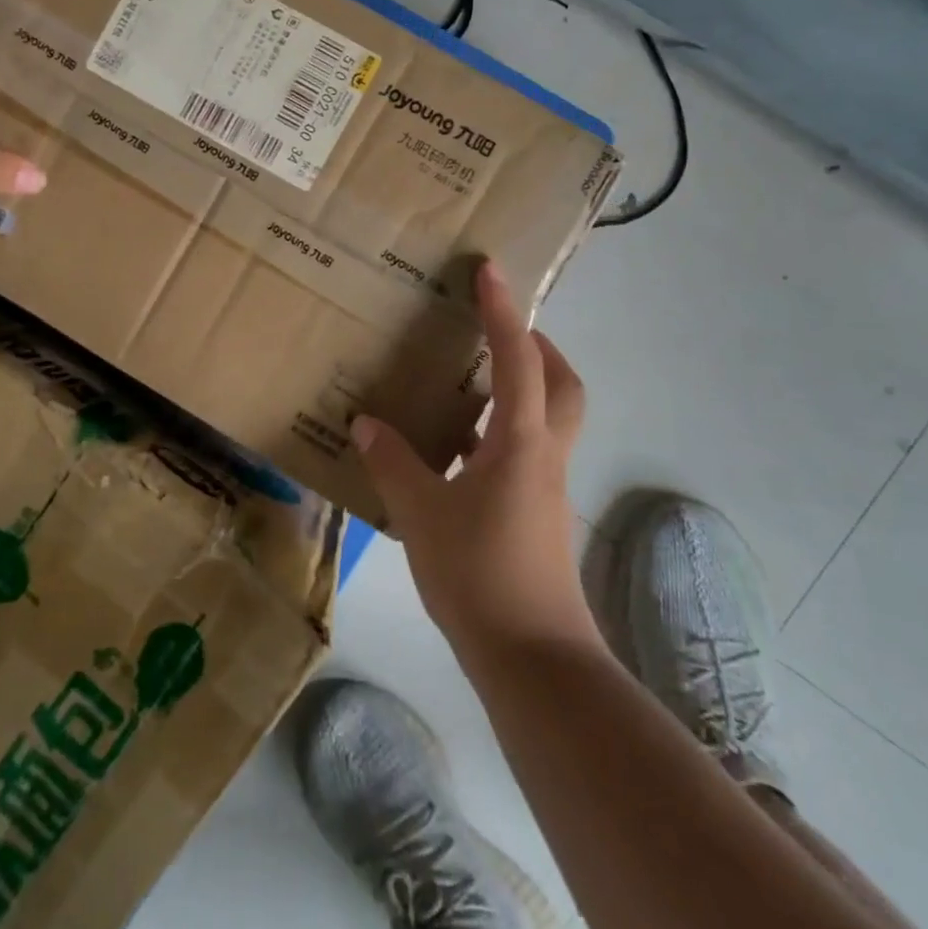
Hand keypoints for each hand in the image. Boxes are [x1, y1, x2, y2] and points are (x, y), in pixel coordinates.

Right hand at [352, 260, 597, 656]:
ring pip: (549, 418)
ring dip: (522, 388)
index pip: (517, 358)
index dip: (504, 311)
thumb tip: (366, 422)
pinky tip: (460, 450)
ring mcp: (546, 484)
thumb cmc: (479, 574)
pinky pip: (527, 451)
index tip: (490, 271)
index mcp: (519, 440)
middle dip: (537, 347)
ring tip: (471, 382)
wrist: (532, 657)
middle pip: (562, 384)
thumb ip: (394, 462)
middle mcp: (543, 453)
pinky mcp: (538, 512)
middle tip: (497, 331)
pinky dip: (502, 433)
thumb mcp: (421, 513)